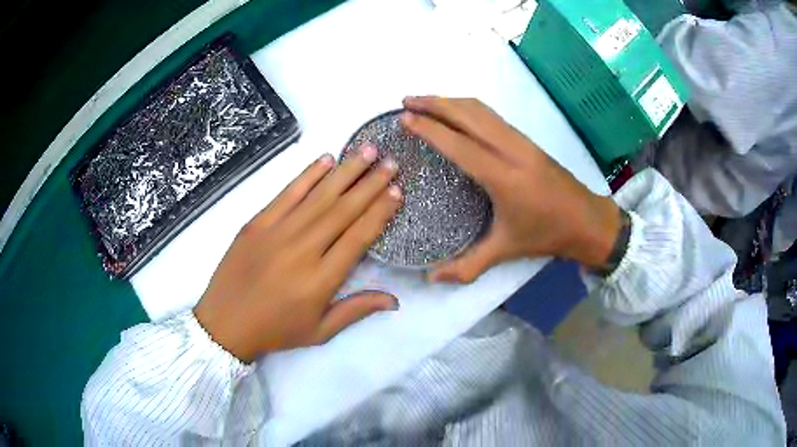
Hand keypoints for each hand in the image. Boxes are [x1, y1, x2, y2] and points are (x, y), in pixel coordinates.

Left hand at [194, 147, 402, 362]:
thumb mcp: (320, 332)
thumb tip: (395, 300)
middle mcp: (302, 250)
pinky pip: (287, 193)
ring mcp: (277, 232)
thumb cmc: (275, 330)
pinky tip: (326, 159)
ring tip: (366, 150)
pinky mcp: (257, 223)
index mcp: (320, 280)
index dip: (380, 212)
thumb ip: (356, 310)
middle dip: (370, 184)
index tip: (397, 191)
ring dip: (345, 171)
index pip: (358, 236)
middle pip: (343, 210)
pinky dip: (307, 175)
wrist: (225, 323)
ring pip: (318, 196)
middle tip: (391, 162)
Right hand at [401, 96, 620, 282]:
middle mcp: (511, 150)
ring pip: (481, 110)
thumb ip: (467, 265)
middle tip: (406, 100)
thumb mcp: (505, 250)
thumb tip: (430, 278)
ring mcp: (521, 141)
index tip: (404, 118)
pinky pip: (492, 115)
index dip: (429, 129)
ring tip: (425, 102)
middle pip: (468, 115)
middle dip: (434, 103)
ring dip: (451, 101)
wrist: (587, 220)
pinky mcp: (527, 140)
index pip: (459, 144)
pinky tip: (457, 112)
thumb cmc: (546, 235)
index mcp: (503, 177)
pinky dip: (468, 107)